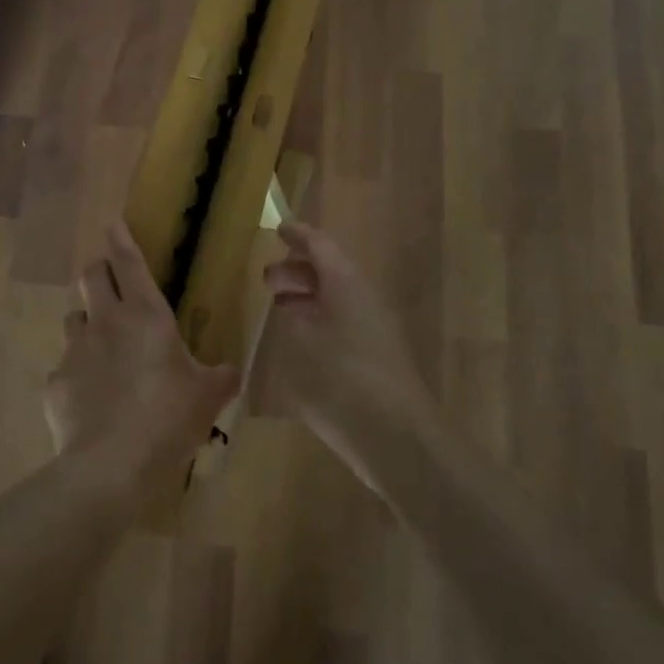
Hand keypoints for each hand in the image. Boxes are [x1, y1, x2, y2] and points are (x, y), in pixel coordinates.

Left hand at [46, 224, 239, 499]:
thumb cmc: (168, 419)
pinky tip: (92, 399)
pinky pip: (65, 367)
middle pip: (90, 276)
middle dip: (99, 271)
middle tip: (111, 284)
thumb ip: (222, 377)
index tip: (113, 221)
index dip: (120, 237)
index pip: (128, 261)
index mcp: (145, 315)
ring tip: (103, 347)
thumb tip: (232, 371)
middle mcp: (105, 322)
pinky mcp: (55, 383)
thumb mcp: (208, 397)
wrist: (110, 467)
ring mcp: (75, 351)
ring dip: (88, 322)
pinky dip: (78, 374)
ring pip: (74, 318)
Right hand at [263, 222, 442, 489]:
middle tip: (268, 279)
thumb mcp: (302, 341)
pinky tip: (299, 343)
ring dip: (308, 298)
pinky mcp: (376, 358)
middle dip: (298, 271)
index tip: (278, 228)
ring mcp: (374, 330)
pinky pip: (342, 325)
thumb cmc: (342, 378)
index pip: (321, 246)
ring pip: (337, 300)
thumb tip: (293, 303)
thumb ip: (293, 316)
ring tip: (279, 307)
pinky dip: (318, 323)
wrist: (395, 435)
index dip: (298, 235)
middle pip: (330, 272)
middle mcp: (363, 300)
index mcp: (347, 284)